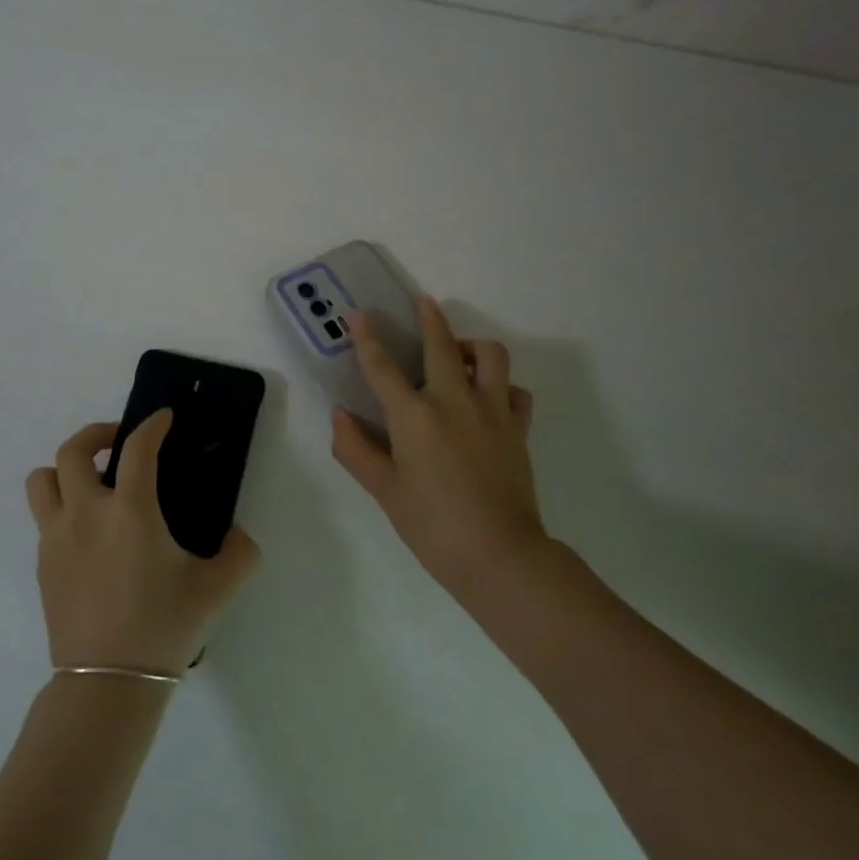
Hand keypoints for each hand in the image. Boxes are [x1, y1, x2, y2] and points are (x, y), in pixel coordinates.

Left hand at [26, 414, 259, 676]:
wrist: (107, 684)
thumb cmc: (162, 628)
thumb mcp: (216, 590)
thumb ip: (239, 554)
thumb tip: (238, 535)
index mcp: (130, 511)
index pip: (138, 448)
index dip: (152, 425)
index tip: (163, 418)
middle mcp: (86, 513)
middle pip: (73, 450)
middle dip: (97, 434)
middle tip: (120, 442)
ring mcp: (56, 537)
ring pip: (43, 479)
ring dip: (66, 469)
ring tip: (92, 482)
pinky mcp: (42, 563)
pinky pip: (44, 518)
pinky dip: (63, 508)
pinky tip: (89, 533)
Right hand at [331, 297, 547, 602]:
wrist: (499, 555)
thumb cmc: (432, 525)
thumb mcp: (384, 490)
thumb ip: (356, 449)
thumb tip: (340, 416)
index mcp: (413, 416)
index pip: (382, 366)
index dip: (366, 336)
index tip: (358, 313)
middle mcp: (453, 401)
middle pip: (442, 344)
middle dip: (430, 318)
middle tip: (423, 304)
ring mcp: (492, 411)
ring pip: (490, 355)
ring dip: (472, 346)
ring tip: (459, 356)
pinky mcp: (517, 428)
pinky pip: (514, 390)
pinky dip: (501, 385)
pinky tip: (488, 397)